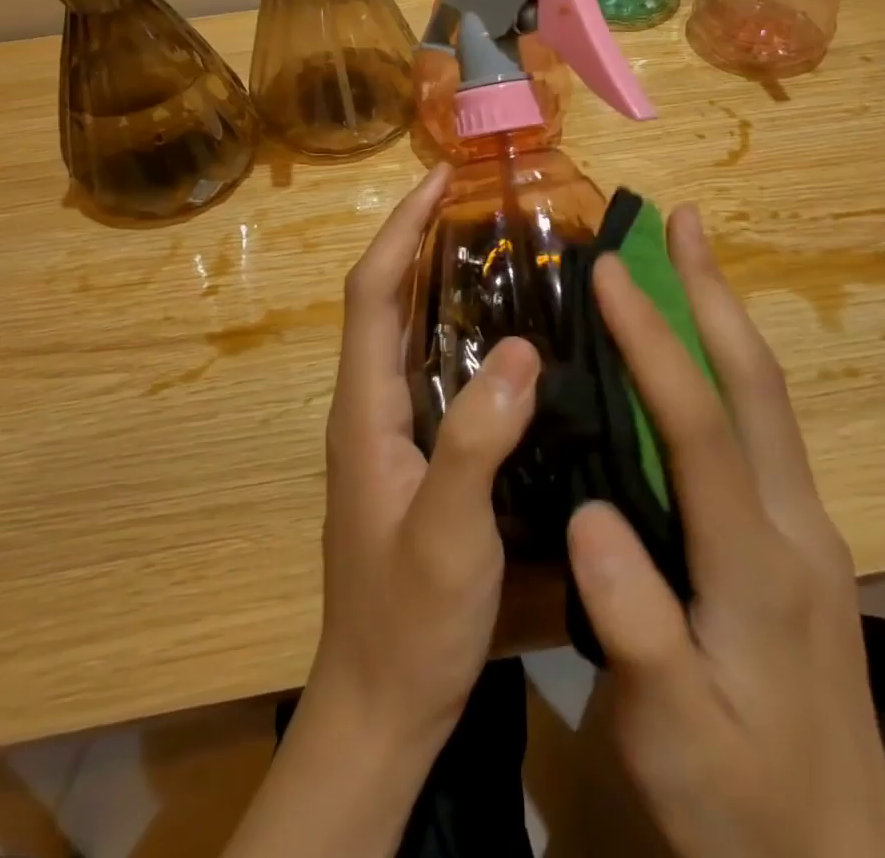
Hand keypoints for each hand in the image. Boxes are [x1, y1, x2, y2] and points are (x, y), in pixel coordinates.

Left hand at [310, 161, 542, 756]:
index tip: (440, 179)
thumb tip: (520, 347)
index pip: (370, 293)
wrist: (383, 705)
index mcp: (364, 408)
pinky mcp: (416, 456)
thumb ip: (477, 439)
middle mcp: (370, 406)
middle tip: (478, 204)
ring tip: (501, 249)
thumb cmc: (407, 620)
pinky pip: (436, 372)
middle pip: (385, 301)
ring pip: (411, 334)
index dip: (399, 229)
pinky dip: (463, 334)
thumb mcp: (446, 531)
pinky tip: (511, 337)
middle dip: (420, 240)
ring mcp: (391, 432)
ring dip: (441, 282)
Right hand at [567, 205, 884, 857]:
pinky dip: (726, 363)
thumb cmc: (744, 805)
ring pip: (765, 396)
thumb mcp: (673, 738)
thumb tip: (585, 512)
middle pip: (756, 383)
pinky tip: (697, 350)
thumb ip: (633, 626)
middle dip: (714, 292)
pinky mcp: (797, 534)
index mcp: (756, 564)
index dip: (651, 343)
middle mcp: (792, 521)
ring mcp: (803, 523)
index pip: (699, 427)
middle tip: (682, 220)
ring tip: (687, 257)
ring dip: (724, 316)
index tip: (607, 274)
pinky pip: (760, 424)